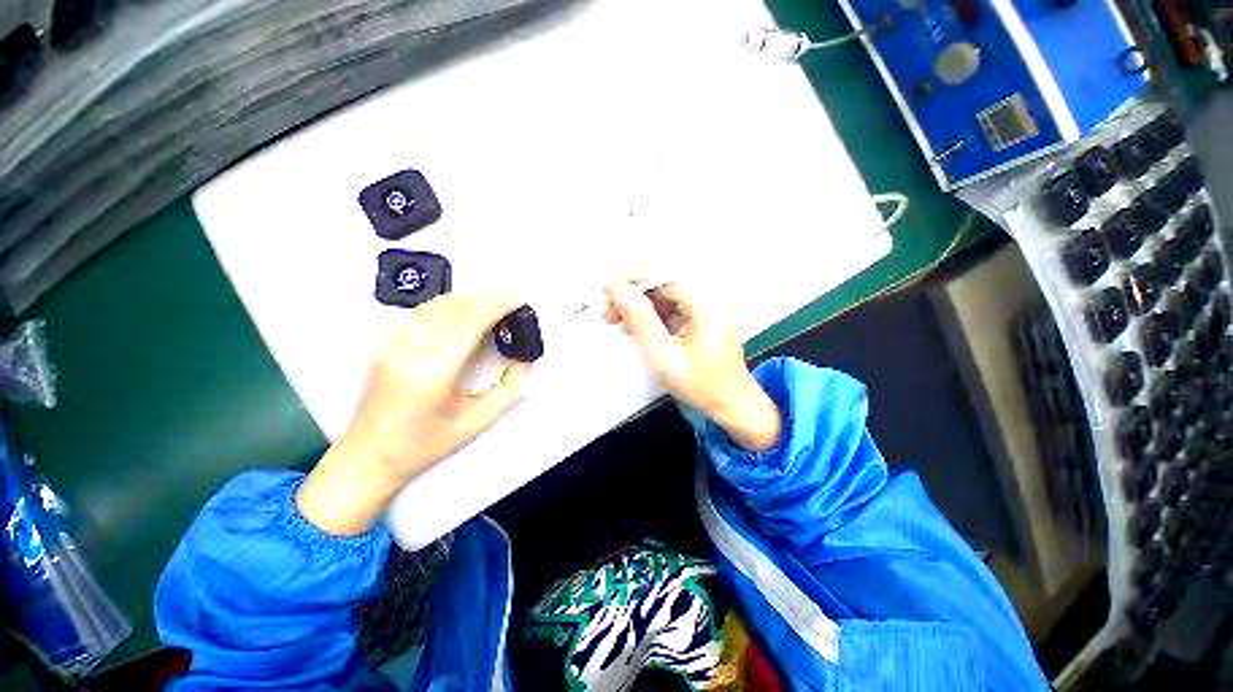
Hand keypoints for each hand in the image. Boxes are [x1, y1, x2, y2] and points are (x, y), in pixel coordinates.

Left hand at [297, 293, 531, 535]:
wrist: (368, 458)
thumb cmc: (426, 445)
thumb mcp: (479, 422)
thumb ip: (510, 389)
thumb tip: (525, 360)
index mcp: (435, 372)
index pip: (471, 321)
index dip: (497, 304)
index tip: (518, 299)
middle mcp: (411, 351)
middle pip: (455, 307)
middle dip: (487, 297)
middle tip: (511, 299)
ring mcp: (394, 345)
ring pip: (437, 305)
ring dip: (469, 298)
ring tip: (492, 302)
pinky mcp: (386, 345)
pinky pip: (422, 313)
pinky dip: (448, 305)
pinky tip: (463, 311)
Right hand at [604, 280, 780, 451]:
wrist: (730, 404)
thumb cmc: (703, 385)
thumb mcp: (665, 355)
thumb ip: (641, 320)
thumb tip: (619, 291)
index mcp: (704, 303)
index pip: (662, 276)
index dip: (631, 280)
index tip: (607, 289)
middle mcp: (706, 299)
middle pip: (660, 284)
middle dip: (631, 295)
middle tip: (607, 309)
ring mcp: (703, 308)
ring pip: (661, 296)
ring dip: (637, 306)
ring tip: (614, 319)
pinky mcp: (698, 318)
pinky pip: (668, 308)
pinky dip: (649, 316)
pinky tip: (633, 326)